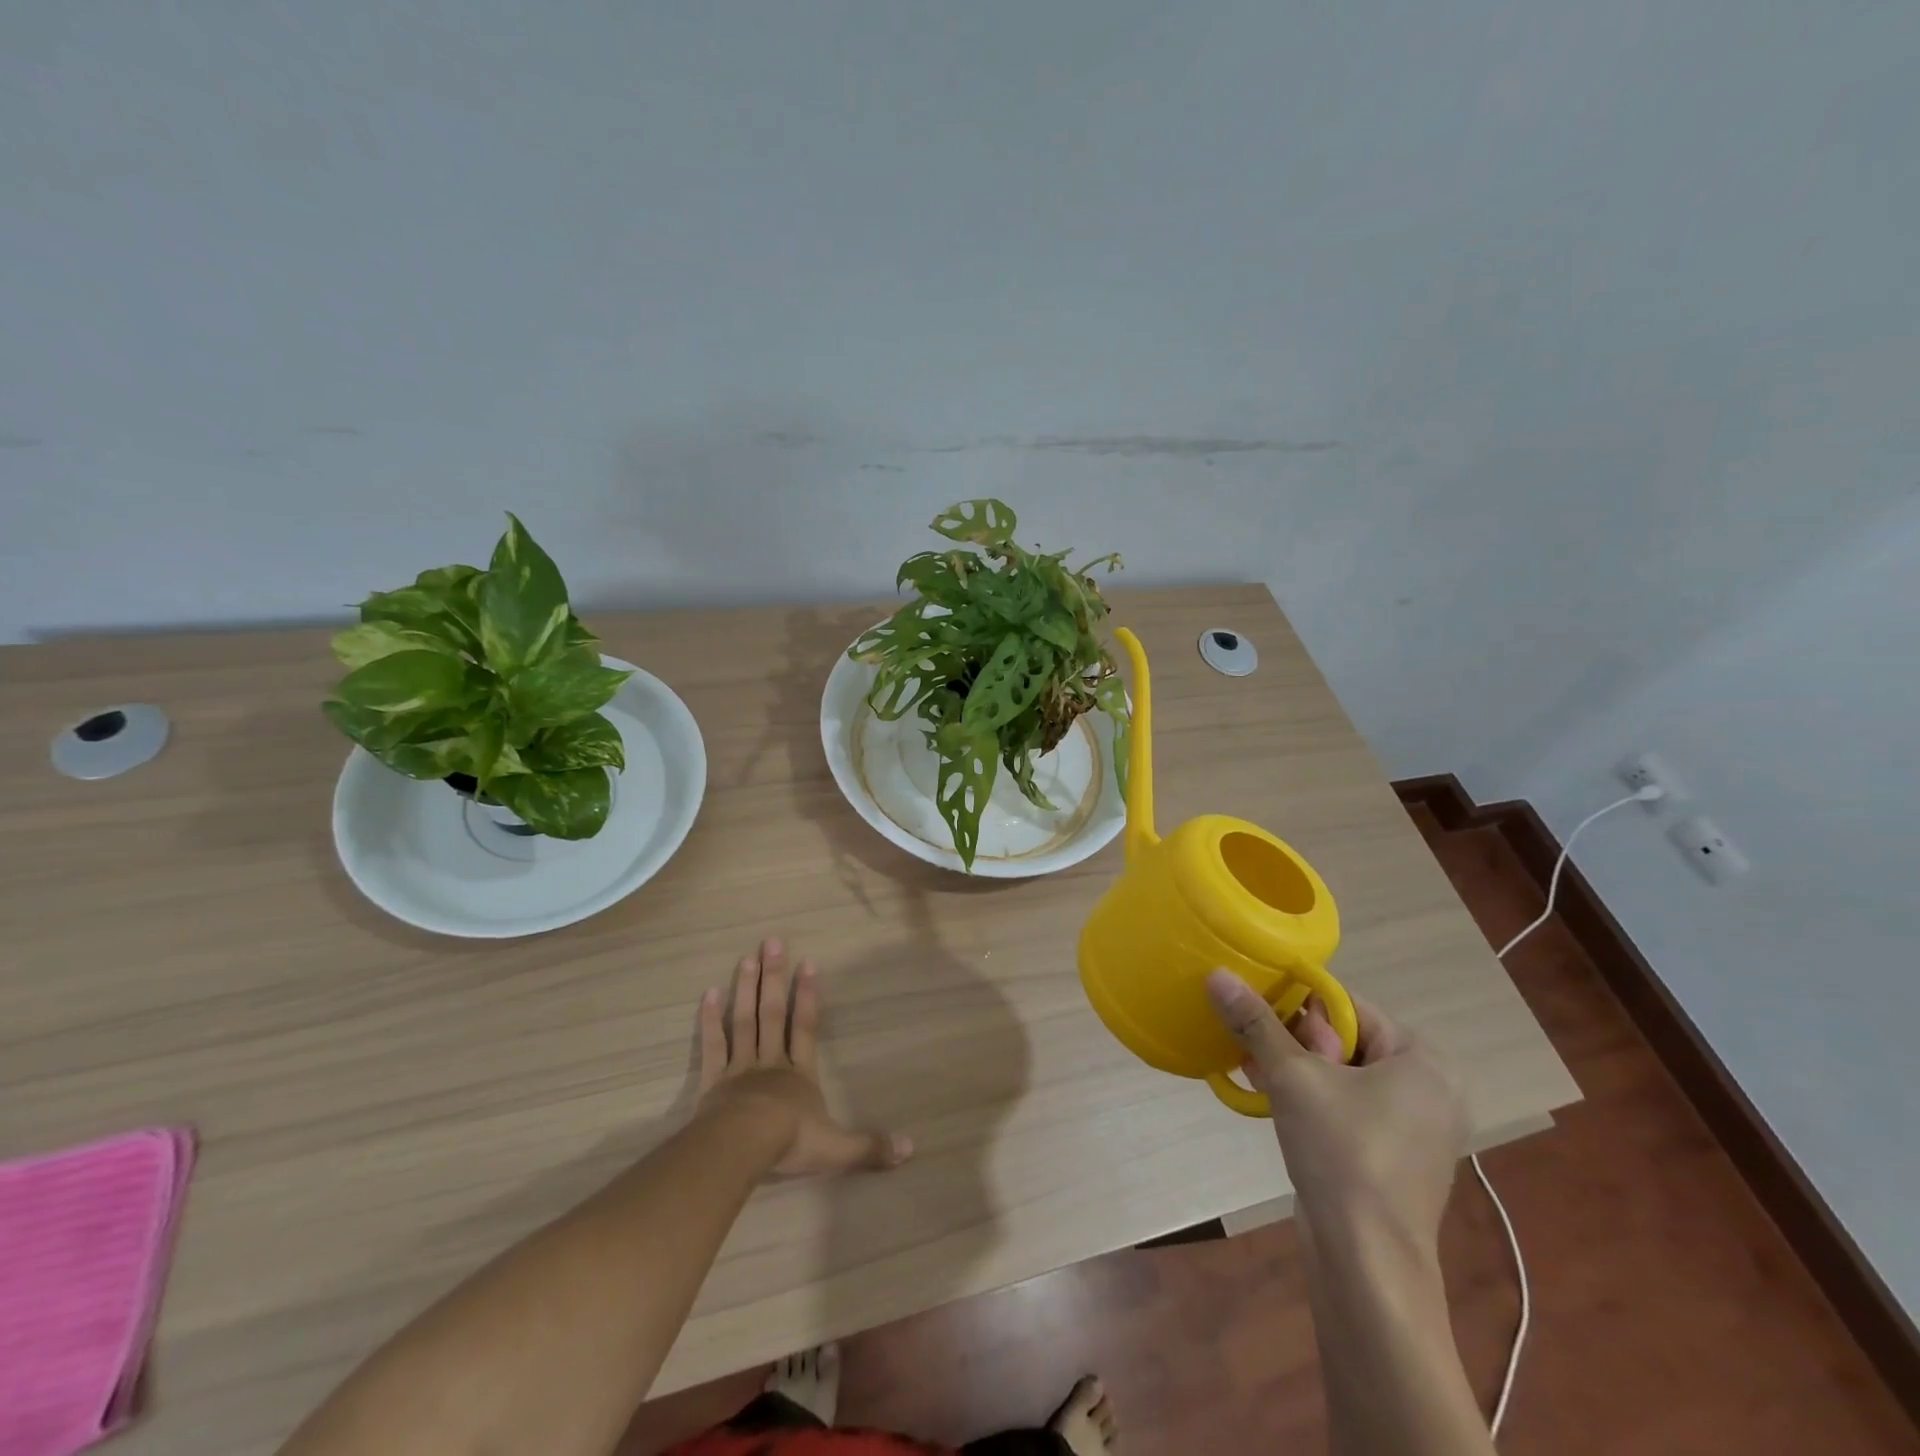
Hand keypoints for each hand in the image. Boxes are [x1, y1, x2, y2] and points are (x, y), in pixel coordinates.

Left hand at [695, 939, 912, 1178]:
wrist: (743, 1147)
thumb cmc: (791, 1142)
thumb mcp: (837, 1149)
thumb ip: (870, 1147)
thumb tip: (910, 1149)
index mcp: (800, 1075)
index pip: (807, 1027)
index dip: (809, 995)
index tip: (808, 962)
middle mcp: (771, 1062)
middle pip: (773, 1013)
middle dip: (774, 978)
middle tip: (772, 942)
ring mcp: (740, 1068)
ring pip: (744, 1021)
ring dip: (746, 990)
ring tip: (747, 958)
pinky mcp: (714, 1081)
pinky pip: (714, 1045)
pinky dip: (710, 1020)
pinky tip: (708, 994)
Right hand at [1206, 973, 1466, 1254]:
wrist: (1367, 1263)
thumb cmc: (1342, 1153)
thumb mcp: (1292, 1077)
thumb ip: (1256, 1022)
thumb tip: (1218, 974)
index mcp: (1422, 1059)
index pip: (1348, 1006)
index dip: (1298, 1004)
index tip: (1258, 1014)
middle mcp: (1430, 1088)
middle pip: (1345, 1039)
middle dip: (1293, 1041)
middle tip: (1254, 1048)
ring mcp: (1417, 1128)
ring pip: (1343, 1075)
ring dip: (1296, 1069)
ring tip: (1253, 1070)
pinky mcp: (1396, 1158)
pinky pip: (1349, 1107)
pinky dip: (1313, 1100)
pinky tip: (1272, 1100)